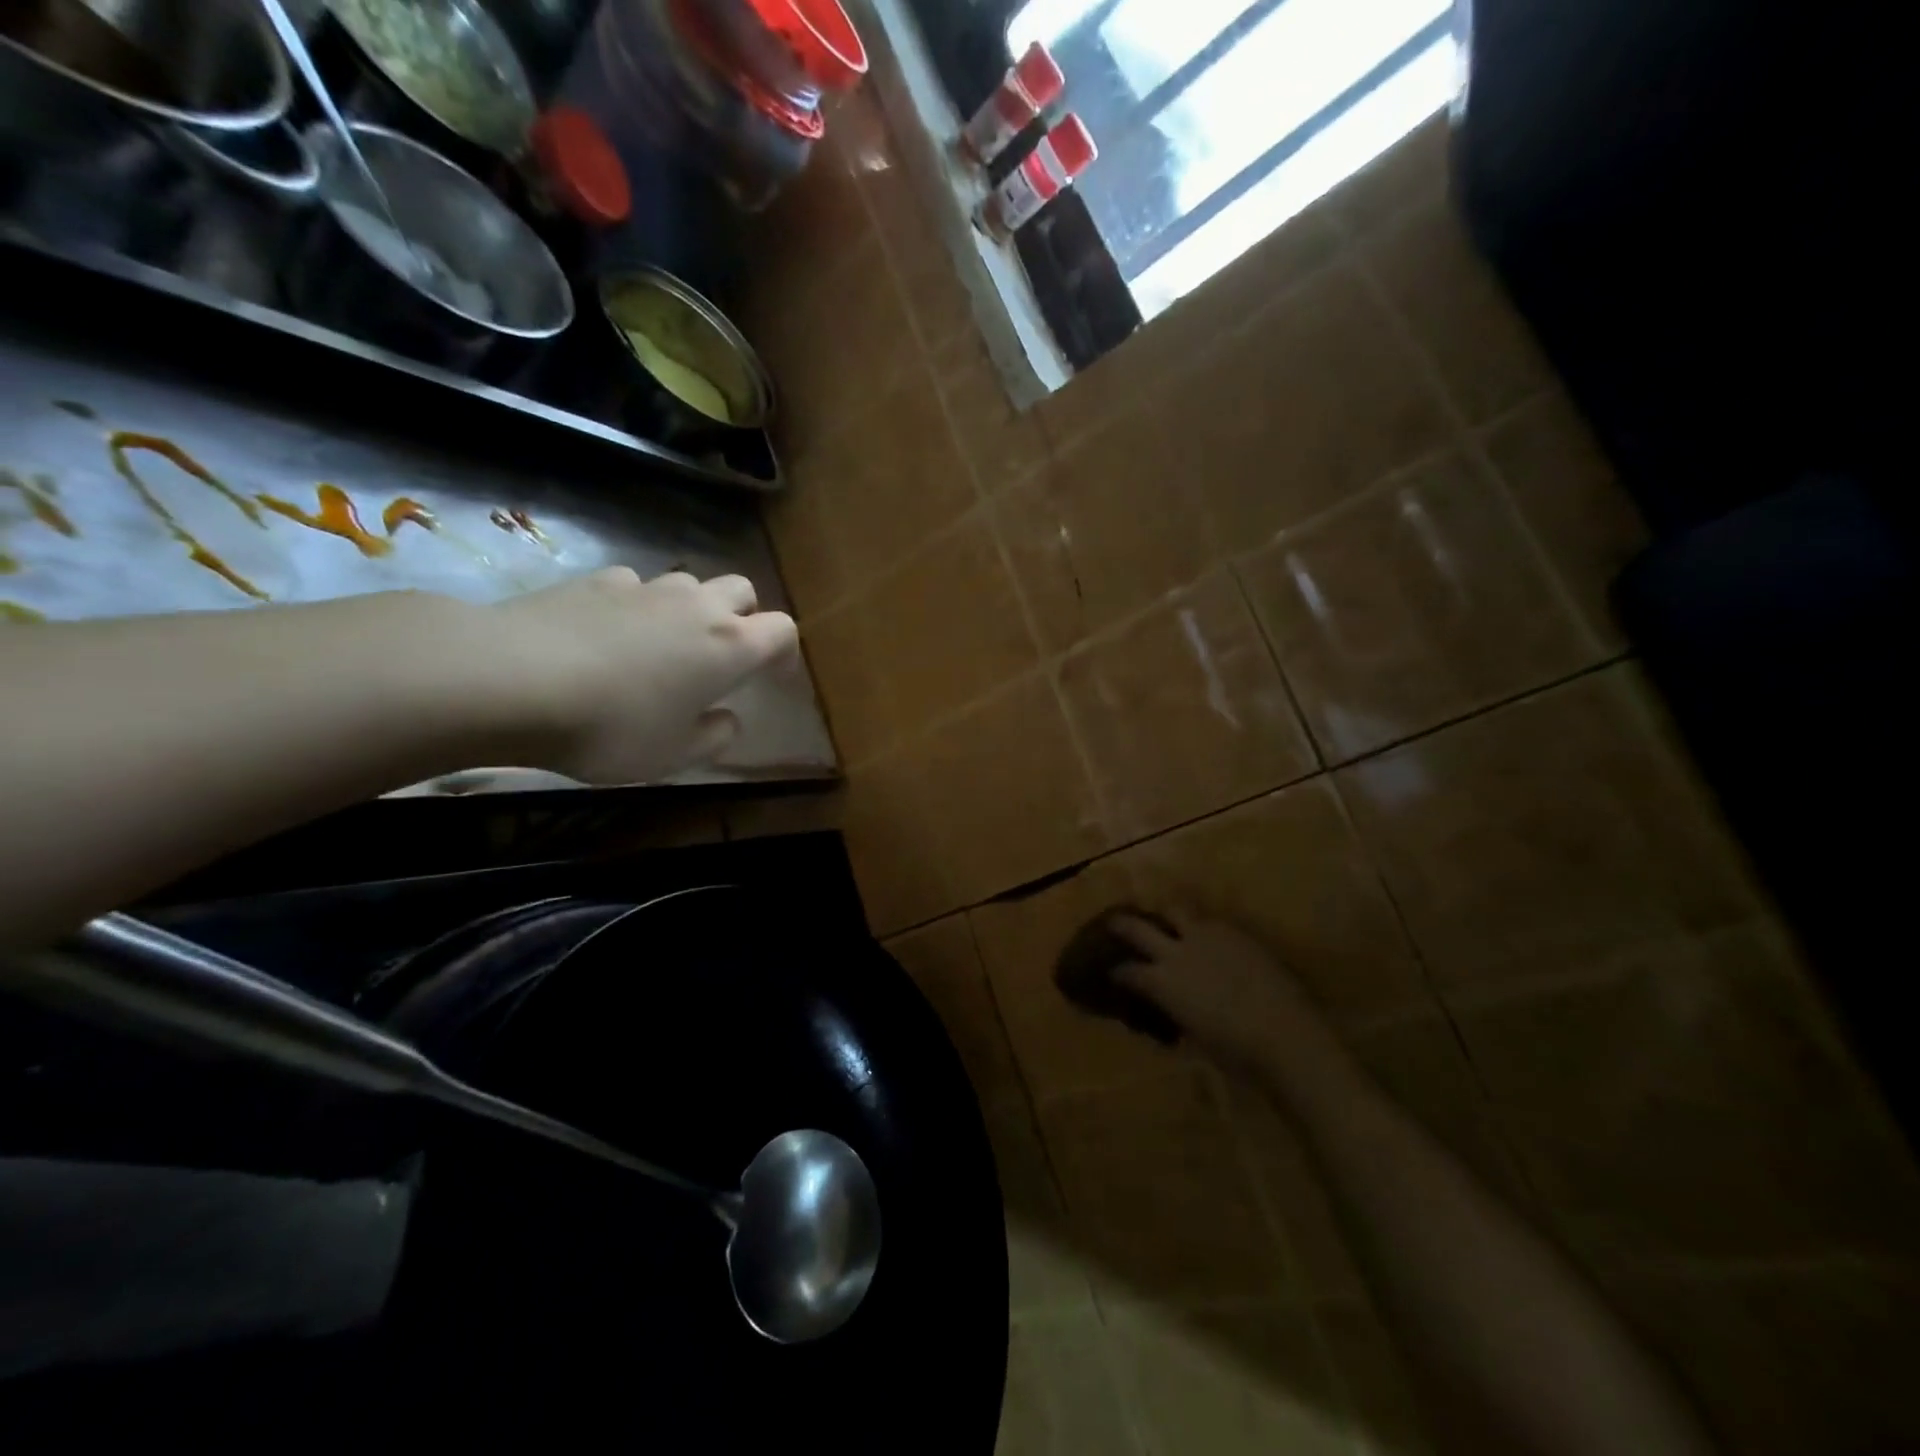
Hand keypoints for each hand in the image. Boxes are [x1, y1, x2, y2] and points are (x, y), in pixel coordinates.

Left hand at [488, 567, 796, 783]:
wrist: (511, 680)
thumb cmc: (611, 727)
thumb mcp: (673, 756)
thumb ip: (714, 737)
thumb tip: (728, 720)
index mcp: (730, 646)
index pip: (783, 631)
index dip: (785, 653)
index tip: (774, 678)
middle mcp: (697, 606)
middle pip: (742, 591)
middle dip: (744, 617)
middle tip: (723, 655)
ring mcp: (645, 587)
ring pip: (688, 584)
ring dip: (690, 609)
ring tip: (664, 644)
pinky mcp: (595, 580)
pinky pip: (635, 585)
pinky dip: (637, 605)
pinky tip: (610, 633)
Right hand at [1108, 910, 1334, 1072]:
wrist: (1285, 1033)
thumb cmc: (1236, 1051)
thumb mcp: (1195, 1035)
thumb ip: (1177, 1011)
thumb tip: (1172, 1006)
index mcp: (1161, 982)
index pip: (1127, 970)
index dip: (1117, 971)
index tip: (1112, 972)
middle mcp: (1176, 951)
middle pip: (1138, 927)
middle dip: (1122, 924)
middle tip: (1114, 923)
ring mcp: (1206, 936)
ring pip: (1176, 910)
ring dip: (1166, 915)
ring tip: (1167, 919)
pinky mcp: (1235, 932)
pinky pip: (1210, 921)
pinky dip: (1202, 927)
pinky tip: (1208, 937)